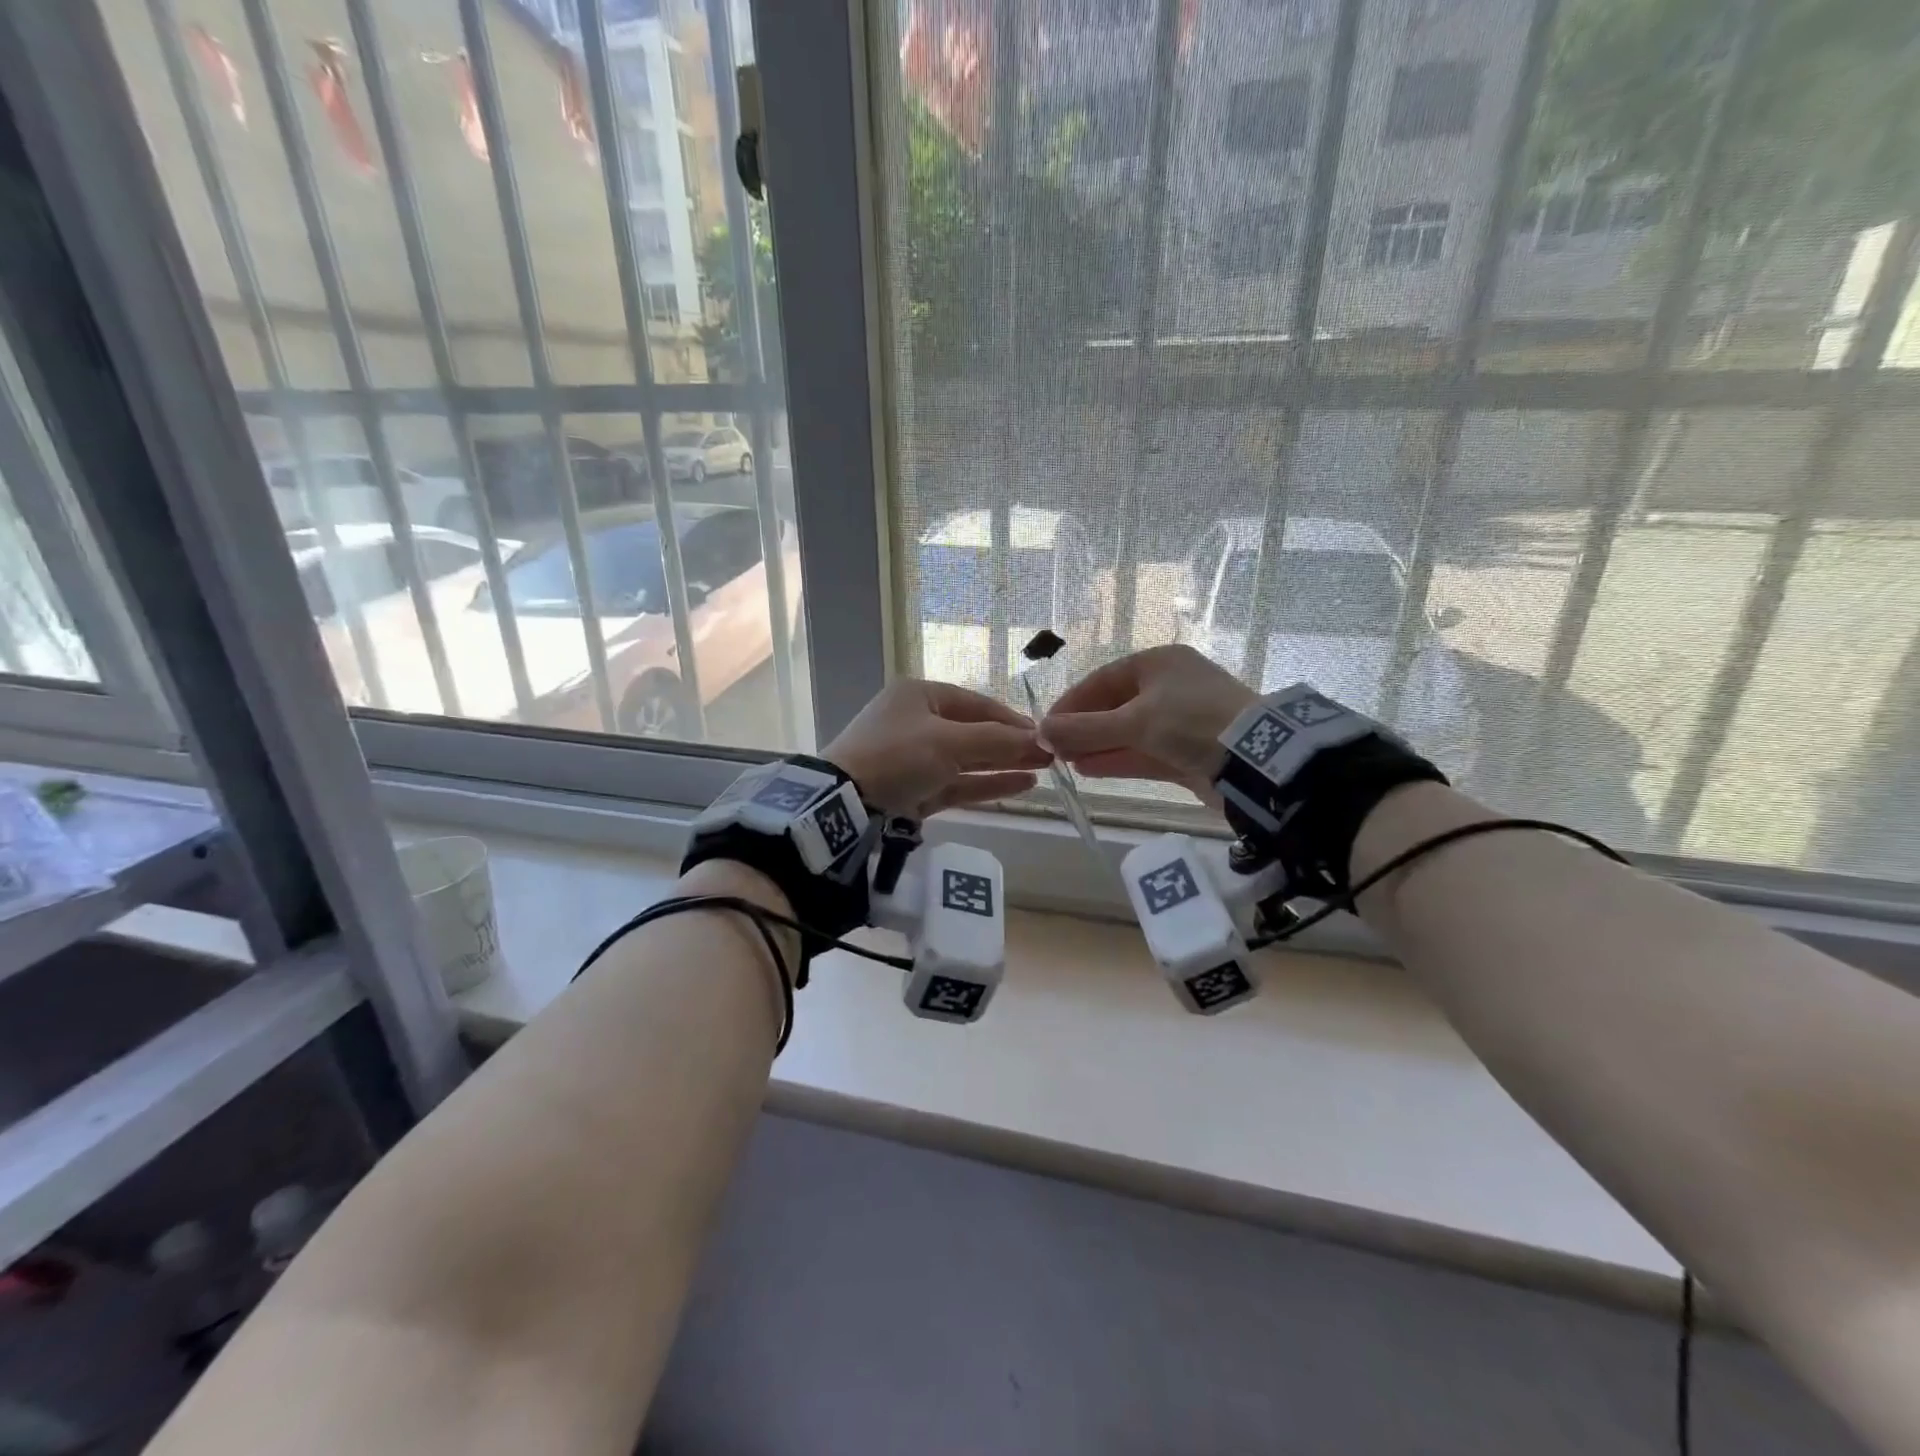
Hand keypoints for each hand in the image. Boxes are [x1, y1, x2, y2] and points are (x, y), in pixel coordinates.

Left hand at [825, 679, 1050, 818]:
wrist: (843, 801)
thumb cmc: (897, 755)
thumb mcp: (949, 742)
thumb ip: (997, 741)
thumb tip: (1041, 740)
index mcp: (919, 696)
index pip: (975, 703)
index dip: (1011, 719)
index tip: (1043, 734)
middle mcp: (917, 722)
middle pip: (973, 731)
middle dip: (1011, 743)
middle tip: (1050, 755)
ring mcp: (914, 758)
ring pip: (967, 759)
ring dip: (1002, 764)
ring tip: (1042, 770)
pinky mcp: (914, 790)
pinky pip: (956, 783)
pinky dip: (986, 784)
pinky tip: (1020, 785)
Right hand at [1040, 645, 1256, 800]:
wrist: (1255, 758)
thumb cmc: (1190, 722)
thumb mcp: (1134, 721)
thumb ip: (1085, 728)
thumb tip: (1040, 730)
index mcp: (1159, 663)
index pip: (1103, 680)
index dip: (1072, 702)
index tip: (1046, 724)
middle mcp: (1169, 687)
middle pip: (1115, 706)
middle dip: (1083, 728)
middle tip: (1053, 748)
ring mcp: (1180, 721)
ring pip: (1128, 732)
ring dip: (1097, 746)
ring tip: (1066, 761)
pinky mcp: (1187, 751)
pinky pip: (1143, 752)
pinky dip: (1117, 759)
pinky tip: (1089, 769)